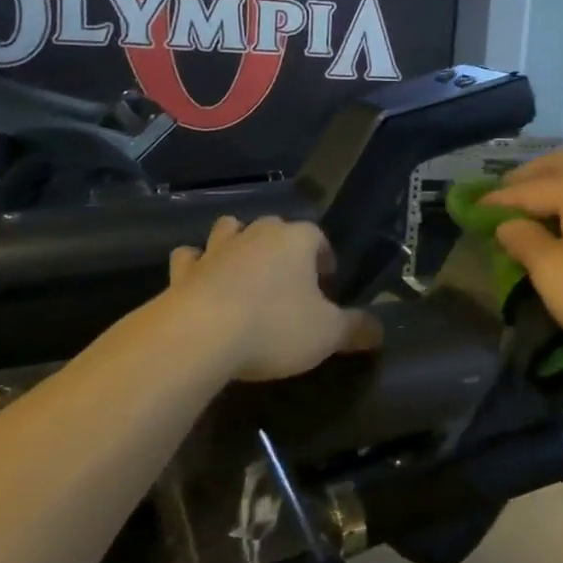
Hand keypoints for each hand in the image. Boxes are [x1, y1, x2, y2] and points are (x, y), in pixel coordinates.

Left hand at [167, 216, 379, 382]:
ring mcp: (215, 249)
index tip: (327, 282)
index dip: (324, 256)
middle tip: (290, 280)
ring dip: (237, 243)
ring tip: (245, 270)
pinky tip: (199, 281)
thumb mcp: (327, 334)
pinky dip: (196, 265)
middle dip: (282, 246)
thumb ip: (356, 328)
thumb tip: (379, 330)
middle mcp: (256, 234)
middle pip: (274, 227)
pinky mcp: (183, 271)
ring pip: (229, 230)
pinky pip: (190, 258)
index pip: (317, 236)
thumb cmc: (275, 327)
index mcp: (295, 240)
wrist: (200, 336)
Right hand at [481, 150, 562, 369]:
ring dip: (553, 182)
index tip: (471, 208)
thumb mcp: (552, 273)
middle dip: (527, 176)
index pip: (527, 187)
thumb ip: (524, 241)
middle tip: (502, 195)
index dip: (497, 199)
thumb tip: (508, 224)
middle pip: (559, 165)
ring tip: (532, 204)